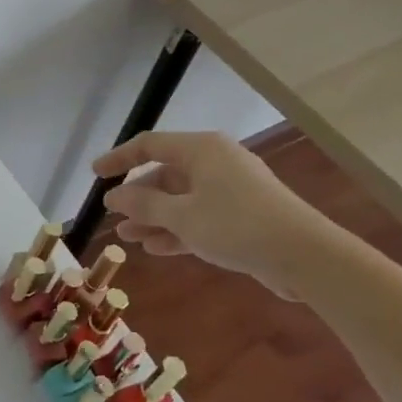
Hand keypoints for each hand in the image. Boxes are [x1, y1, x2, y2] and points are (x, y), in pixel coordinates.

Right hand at [93, 132, 336, 297]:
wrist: (305, 256)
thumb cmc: (237, 225)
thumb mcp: (181, 215)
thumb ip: (143, 205)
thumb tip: (113, 197)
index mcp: (201, 150)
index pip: (149, 145)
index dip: (119, 159)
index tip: (96, 175)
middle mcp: (215, 163)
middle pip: (165, 174)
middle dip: (138, 197)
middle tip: (114, 216)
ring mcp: (230, 190)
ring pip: (180, 199)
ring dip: (153, 217)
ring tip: (128, 237)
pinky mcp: (241, 216)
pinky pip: (198, 216)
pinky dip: (176, 229)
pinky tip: (156, 248)